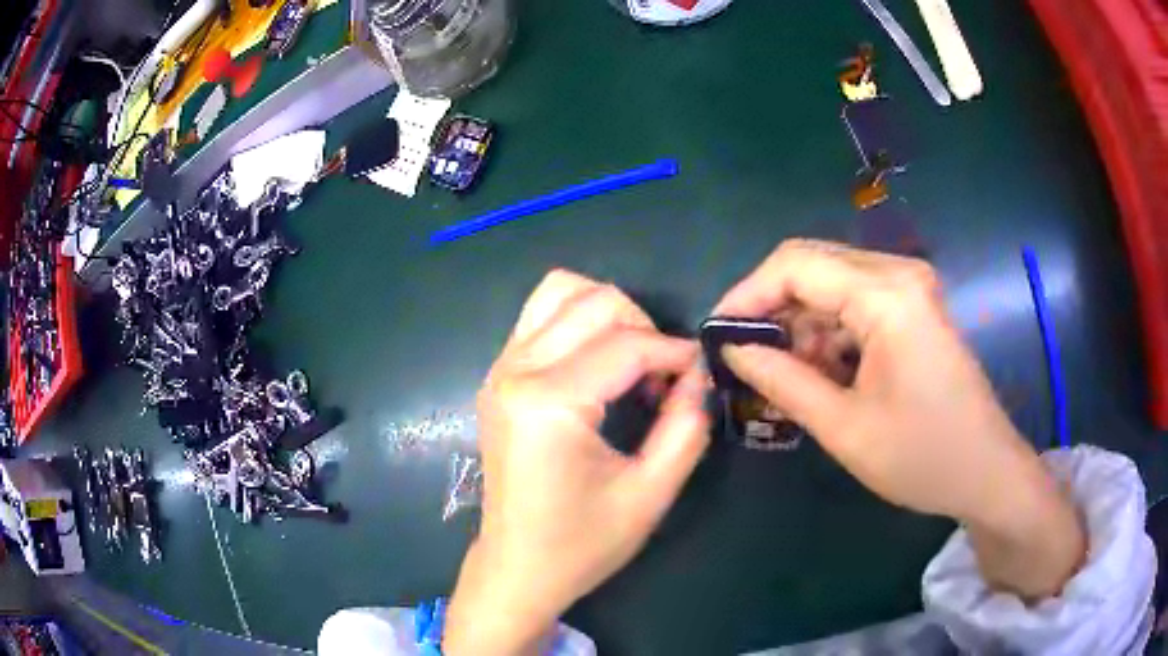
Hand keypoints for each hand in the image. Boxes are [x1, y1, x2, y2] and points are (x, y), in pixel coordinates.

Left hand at [444, 271, 709, 654]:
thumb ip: (686, 426)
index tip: (700, 374)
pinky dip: (578, 321)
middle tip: (664, 377)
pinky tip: (598, 364)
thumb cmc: (582, 543)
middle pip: (594, 302)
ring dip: (607, 313)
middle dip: (644, 327)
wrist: (517, 567)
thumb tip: (699, 374)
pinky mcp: (497, 376)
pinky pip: (540, 316)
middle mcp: (515, 371)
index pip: (627, 344)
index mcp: (548, 403)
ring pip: (560, 291)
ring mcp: (500, 369)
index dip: (675, 353)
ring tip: (631, 359)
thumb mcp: (651, 493)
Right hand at [715, 240, 1083, 598]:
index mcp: (886, 294)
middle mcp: (899, 273)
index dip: (746, 295)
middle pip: (812, 265)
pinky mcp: (915, 307)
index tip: (716, 334)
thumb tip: (732, 350)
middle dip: (771, 307)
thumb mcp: (844, 427)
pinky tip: (822, 371)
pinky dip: (828, 330)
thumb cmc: (922, 456)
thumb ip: (782, 381)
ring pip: (832, 283)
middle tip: (744, 357)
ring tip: (784, 375)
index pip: (795, 265)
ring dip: (800, 323)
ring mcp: (911, 287)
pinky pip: (856, 301)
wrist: (986, 472)